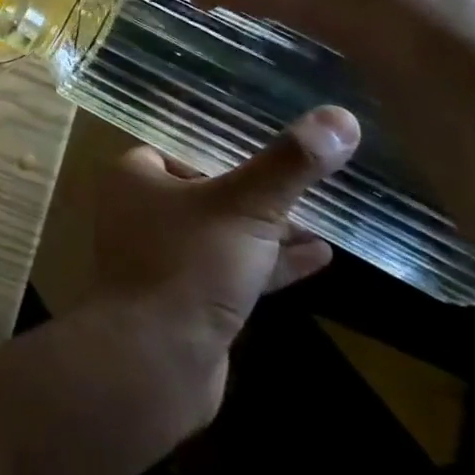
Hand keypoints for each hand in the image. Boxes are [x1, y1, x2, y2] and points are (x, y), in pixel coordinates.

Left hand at [95, 108, 359, 406]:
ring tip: (323, 218)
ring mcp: (161, 257)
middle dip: (254, 191)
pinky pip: (230, 269)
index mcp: (134, 176)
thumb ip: (289, 164)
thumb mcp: (245, 206)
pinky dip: (268, 263)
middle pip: (204, 190)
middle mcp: (139, 211)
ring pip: (220, 232)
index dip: (222, 148)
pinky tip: (320, 257)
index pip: (179, 148)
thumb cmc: (189, 264)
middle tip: (305, 182)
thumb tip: (340, 117)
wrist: (156, 357)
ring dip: (268, 229)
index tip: (271, 146)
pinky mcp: (184, 298)